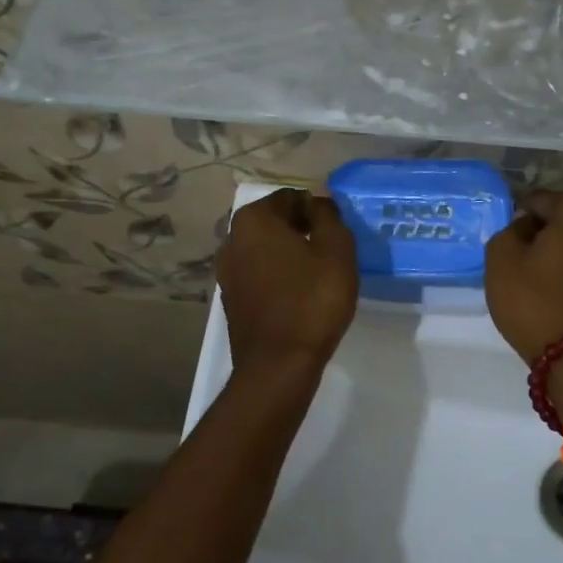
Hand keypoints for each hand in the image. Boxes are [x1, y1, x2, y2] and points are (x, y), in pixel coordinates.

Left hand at [218, 187, 358, 375]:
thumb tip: (319, 201)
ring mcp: (226, 272)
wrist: (279, 364)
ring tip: (318, 274)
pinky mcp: (231, 299)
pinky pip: (259, 275)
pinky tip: (299, 294)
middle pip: (274, 222)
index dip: (317, 209)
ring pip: (265, 250)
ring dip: (289, 254)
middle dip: (302, 230)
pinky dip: (278, 276)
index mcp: (254, 220)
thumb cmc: (312, 300)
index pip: (291, 198)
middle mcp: (231, 239)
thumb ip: (328, 216)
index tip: (336, 231)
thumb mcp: (336, 250)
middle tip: (331, 251)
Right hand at [484, 190, 562, 364]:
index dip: (520, 214)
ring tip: (536, 273)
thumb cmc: (535, 301)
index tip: (507, 232)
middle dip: (545, 231)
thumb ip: (509, 230)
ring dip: (562, 253)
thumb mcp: (500, 258)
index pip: (541, 200)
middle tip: (519, 251)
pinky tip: (556, 289)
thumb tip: (527, 228)